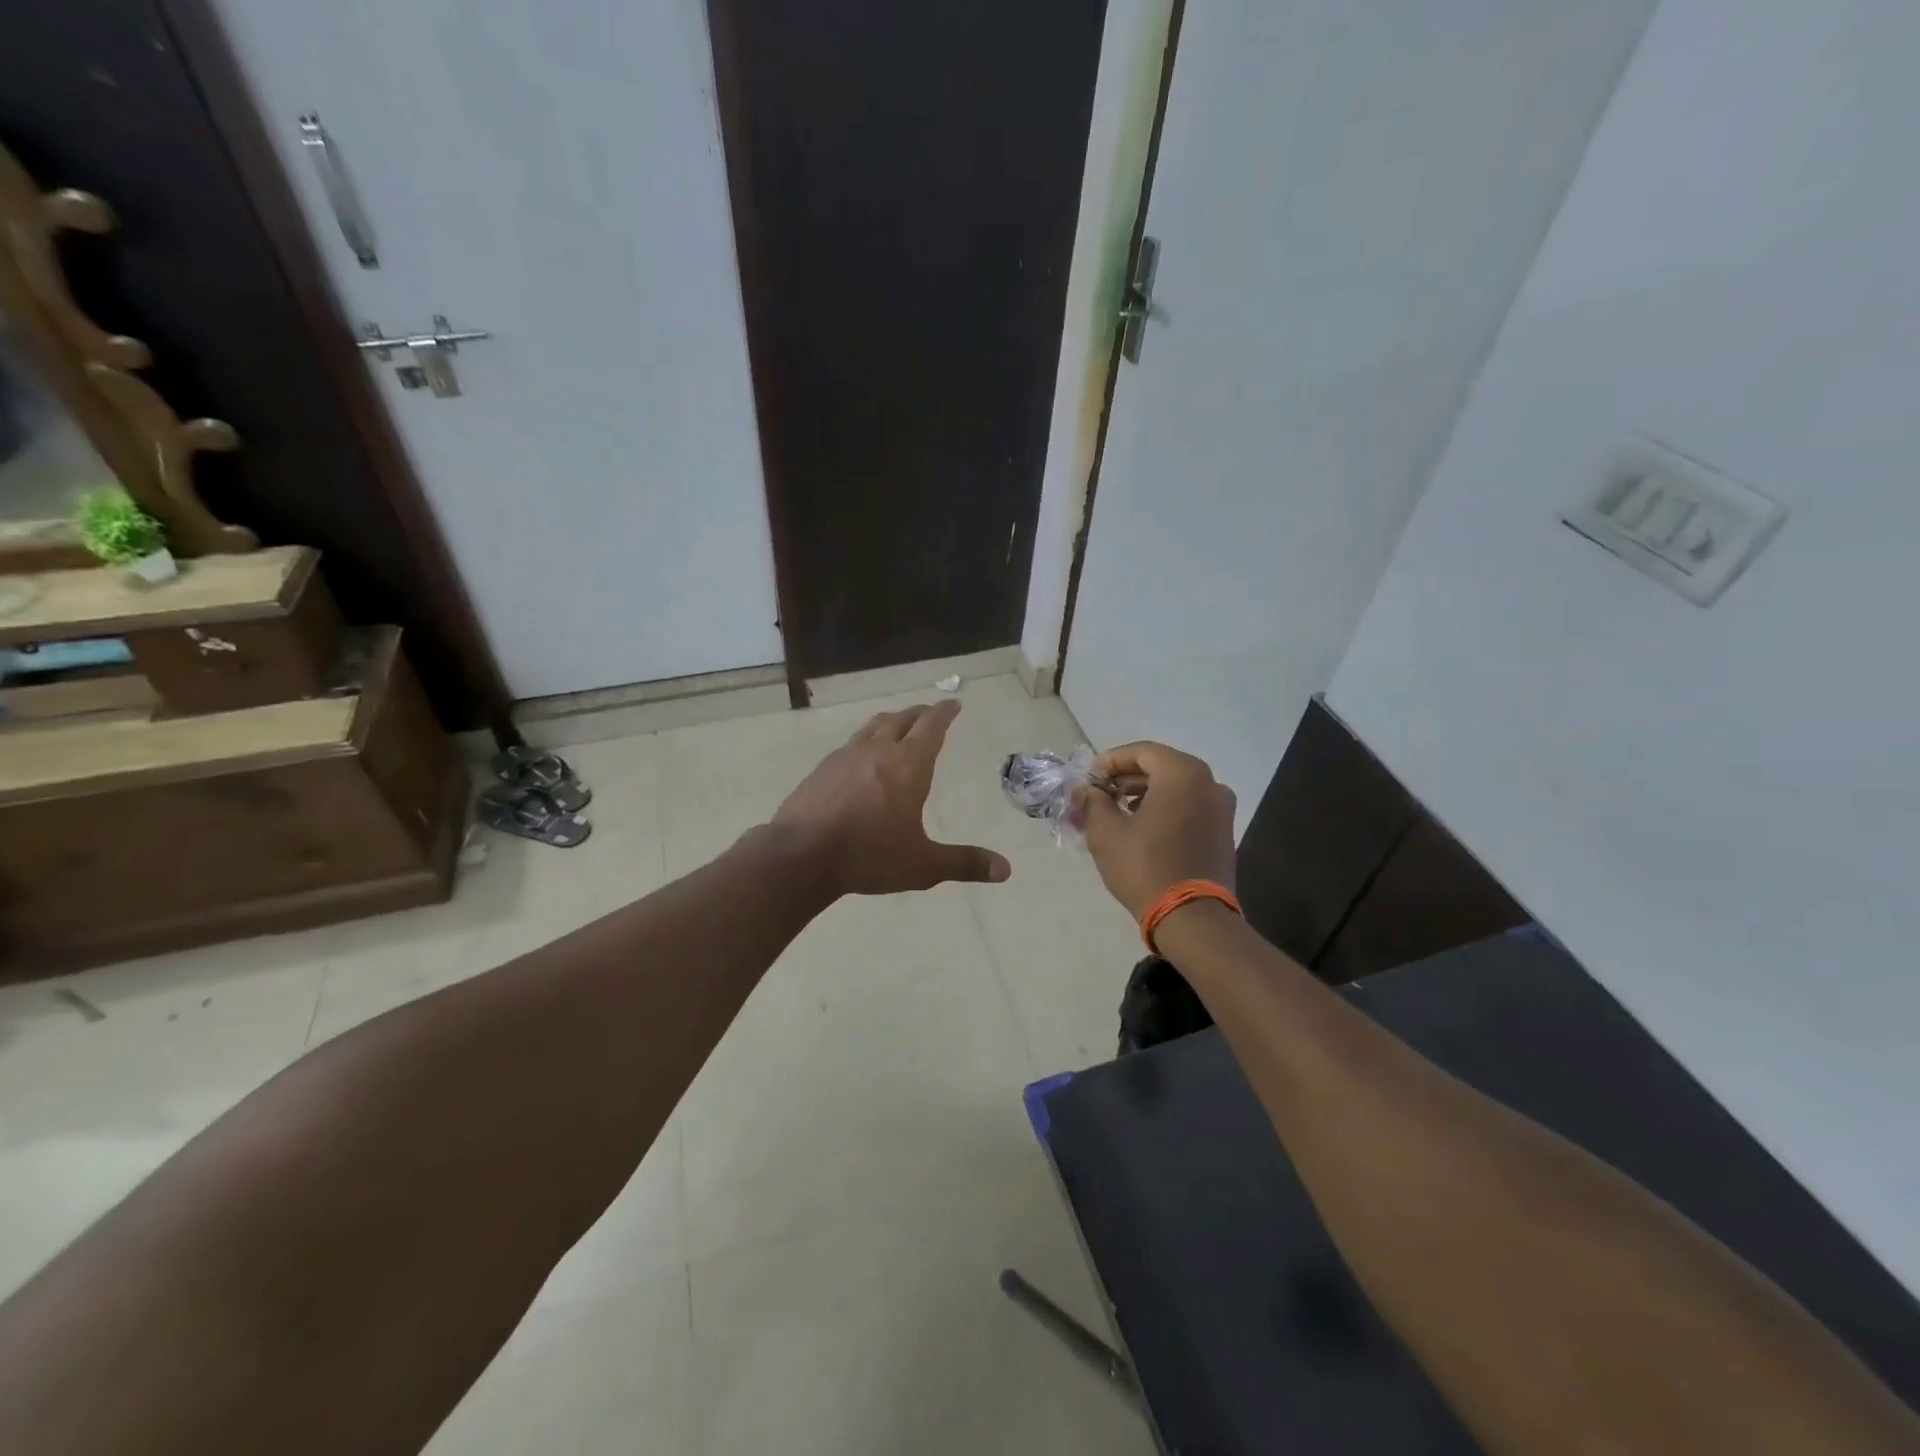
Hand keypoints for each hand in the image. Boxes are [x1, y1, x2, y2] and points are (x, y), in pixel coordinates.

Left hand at [770, 700, 1010, 897]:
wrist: (800, 855)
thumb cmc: (868, 856)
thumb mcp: (922, 865)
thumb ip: (964, 864)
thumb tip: (1006, 870)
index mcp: (907, 766)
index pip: (931, 726)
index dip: (944, 713)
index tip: (953, 704)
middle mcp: (878, 751)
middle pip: (902, 719)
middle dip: (920, 714)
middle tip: (931, 714)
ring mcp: (845, 756)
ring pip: (873, 726)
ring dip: (891, 721)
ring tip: (898, 726)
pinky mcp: (822, 769)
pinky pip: (851, 744)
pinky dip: (866, 740)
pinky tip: (861, 757)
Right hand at [1073, 741, 1235, 919]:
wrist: (1192, 918)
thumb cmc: (1145, 867)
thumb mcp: (1106, 832)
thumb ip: (1093, 802)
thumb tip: (1086, 790)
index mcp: (1182, 774)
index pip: (1141, 752)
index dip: (1110, 761)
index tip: (1089, 778)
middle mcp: (1209, 782)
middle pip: (1160, 767)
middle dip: (1125, 778)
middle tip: (1098, 794)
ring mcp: (1221, 808)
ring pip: (1175, 788)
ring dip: (1144, 794)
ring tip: (1115, 812)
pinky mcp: (1224, 831)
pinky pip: (1188, 807)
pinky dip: (1164, 808)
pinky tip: (1141, 828)